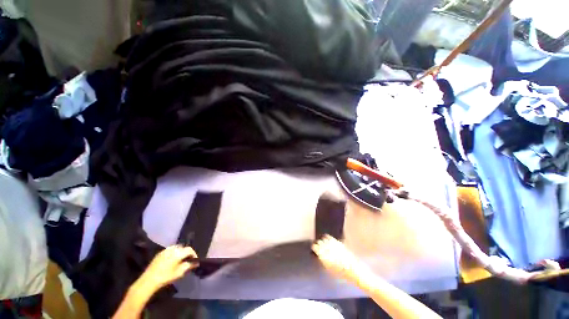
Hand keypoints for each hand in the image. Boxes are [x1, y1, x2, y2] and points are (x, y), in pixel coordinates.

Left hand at [138, 245, 198, 291]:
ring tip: (179, 260)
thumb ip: (189, 266)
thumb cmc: (166, 277)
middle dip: (186, 253)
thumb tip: (196, 263)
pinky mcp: (159, 253)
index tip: (194, 260)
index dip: (193, 254)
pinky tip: (171, 260)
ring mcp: (165, 250)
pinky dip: (173, 253)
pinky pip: (170, 250)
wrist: (149, 280)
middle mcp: (172, 249)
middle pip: (183, 247)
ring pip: (176, 248)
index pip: (189, 249)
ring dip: (180, 252)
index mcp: (178, 253)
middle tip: (187, 260)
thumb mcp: (179, 273)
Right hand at [312, 235, 367, 283]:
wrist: (352, 269)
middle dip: (318, 244)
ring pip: (324, 238)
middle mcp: (327, 247)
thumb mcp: (328, 268)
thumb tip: (318, 255)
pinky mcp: (338, 242)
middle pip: (319, 241)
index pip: (315, 246)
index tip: (313, 249)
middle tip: (318, 246)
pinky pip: (330, 237)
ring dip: (322, 240)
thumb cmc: (340, 272)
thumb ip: (322, 260)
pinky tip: (328, 240)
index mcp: (323, 254)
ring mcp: (333, 243)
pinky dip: (328, 238)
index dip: (314, 248)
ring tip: (322, 243)